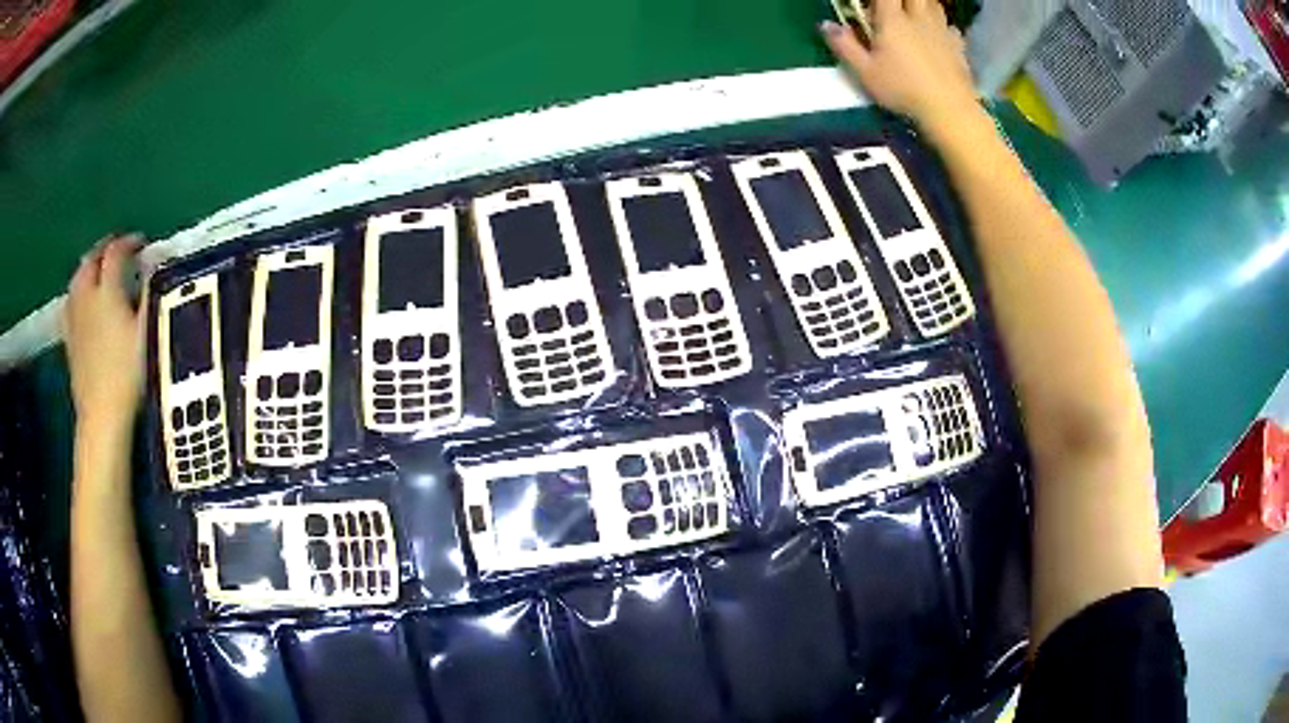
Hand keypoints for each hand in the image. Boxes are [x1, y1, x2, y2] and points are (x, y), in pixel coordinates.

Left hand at [64, 235, 146, 429]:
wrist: (102, 415)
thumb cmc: (128, 373)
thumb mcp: (148, 332)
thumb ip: (150, 295)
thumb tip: (155, 268)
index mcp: (108, 290)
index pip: (116, 252)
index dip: (129, 242)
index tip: (142, 244)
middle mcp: (87, 296)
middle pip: (92, 260)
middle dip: (105, 249)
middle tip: (119, 250)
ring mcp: (75, 318)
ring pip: (77, 278)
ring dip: (89, 267)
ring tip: (99, 270)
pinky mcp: (69, 339)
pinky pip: (69, 303)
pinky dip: (77, 293)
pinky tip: (81, 300)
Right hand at [821, 0, 977, 130]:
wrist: (949, 109)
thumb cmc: (903, 90)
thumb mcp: (865, 72)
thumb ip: (845, 45)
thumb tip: (826, 24)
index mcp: (893, 20)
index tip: (871, 7)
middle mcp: (918, 18)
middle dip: (902, 0)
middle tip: (894, 9)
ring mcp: (941, 31)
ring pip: (933, 4)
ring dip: (922, 5)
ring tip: (915, 15)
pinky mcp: (958, 47)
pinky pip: (950, 26)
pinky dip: (942, 26)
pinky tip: (938, 36)